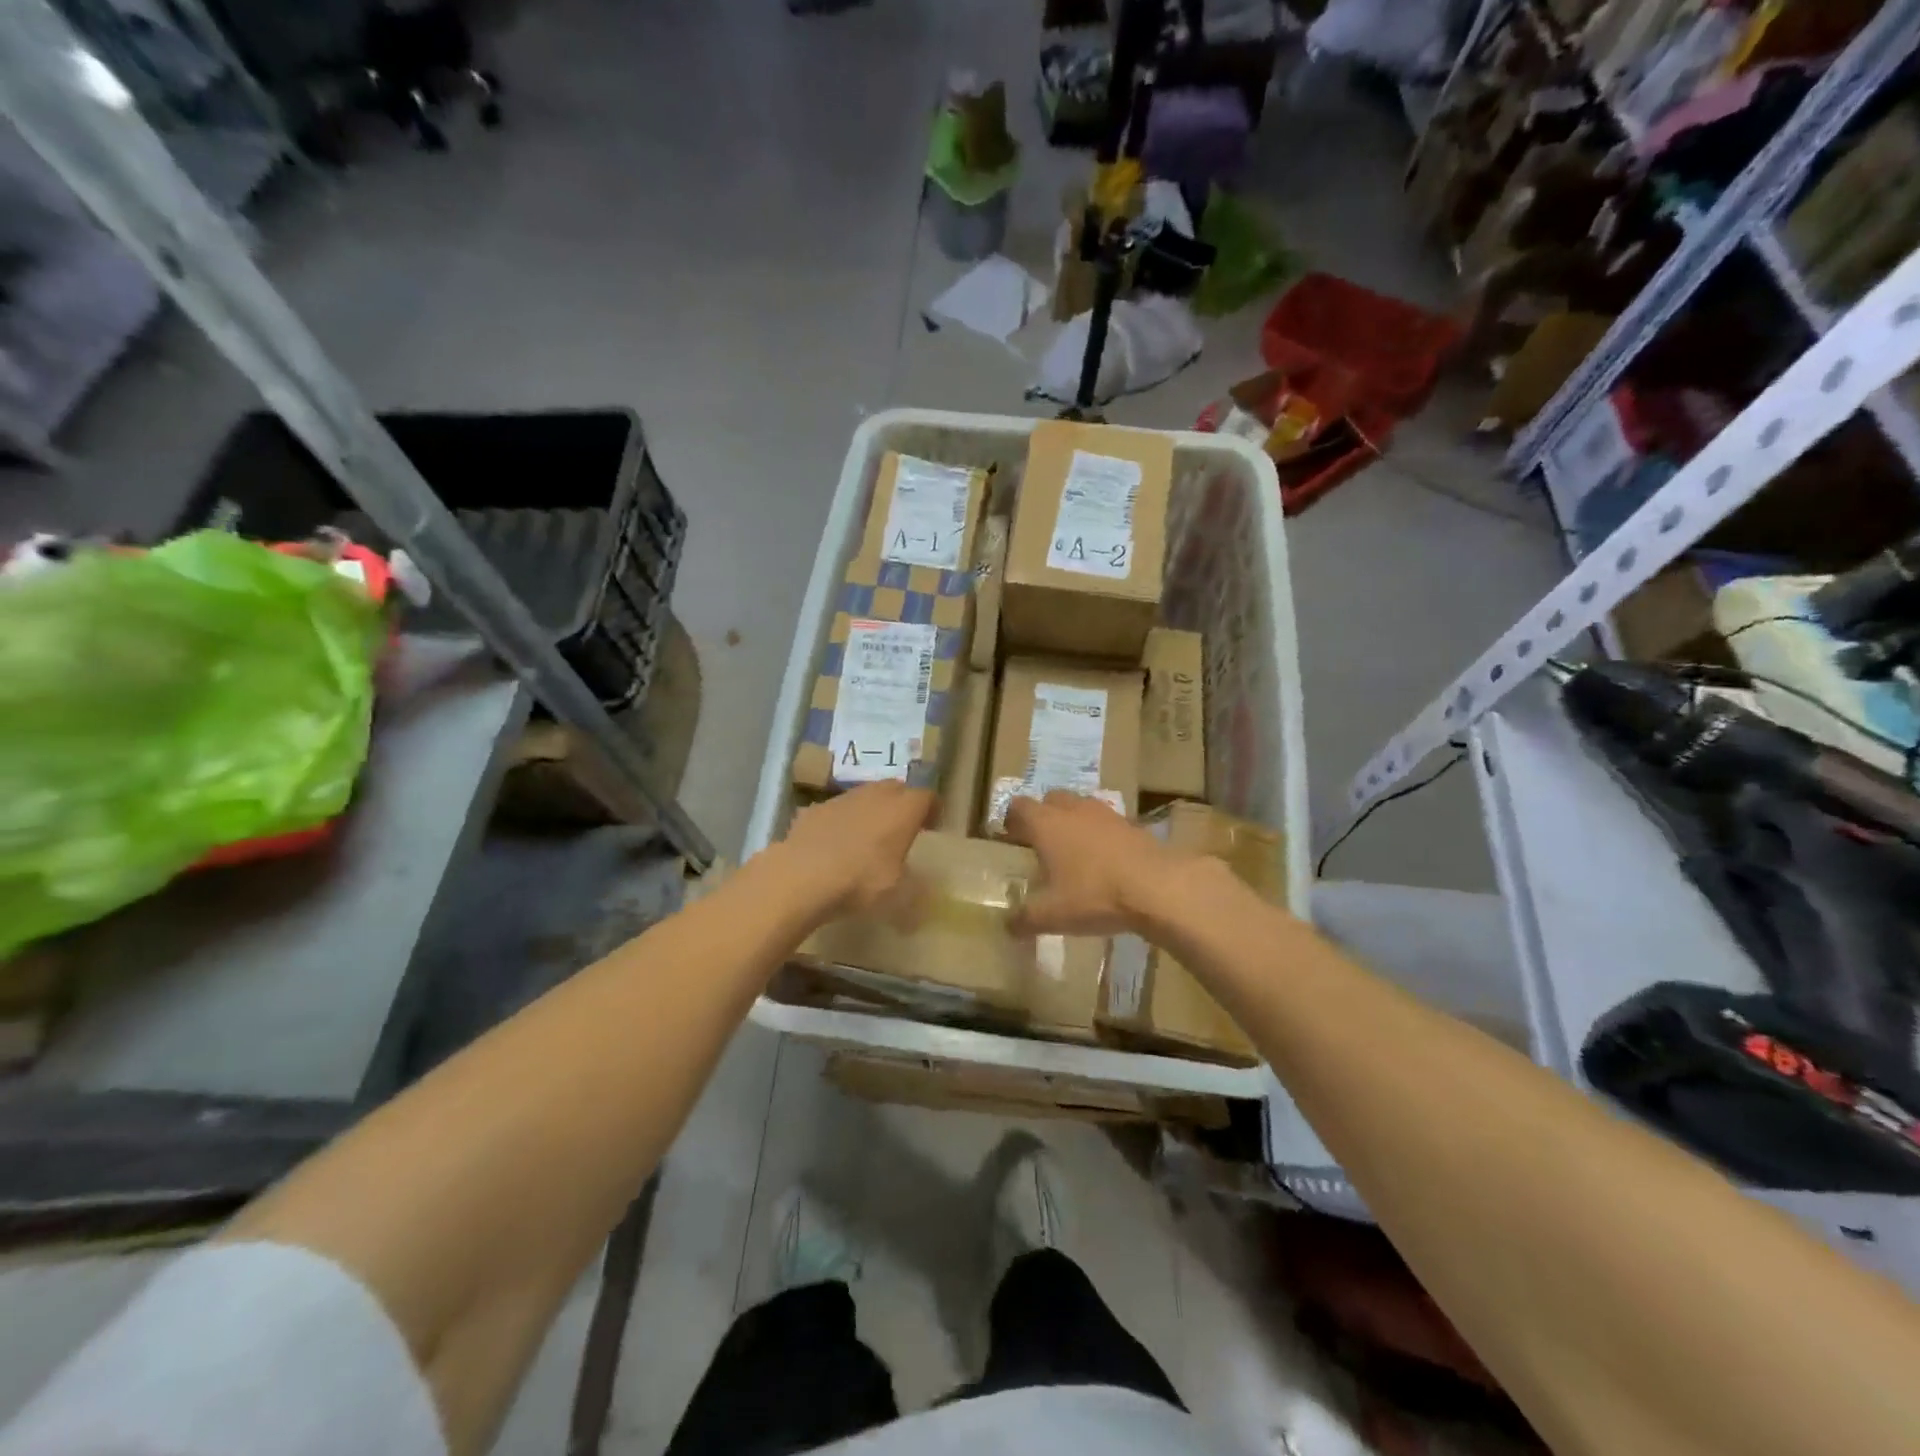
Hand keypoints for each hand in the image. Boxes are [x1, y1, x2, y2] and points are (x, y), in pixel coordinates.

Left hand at [778, 781, 935, 917]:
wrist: (802, 875)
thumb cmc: (860, 880)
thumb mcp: (897, 895)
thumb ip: (914, 892)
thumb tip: (919, 904)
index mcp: (903, 810)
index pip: (926, 796)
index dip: (932, 808)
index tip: (932, 825)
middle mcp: (875, 795)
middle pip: (896, 788)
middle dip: (902, 803)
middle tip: (903, 827)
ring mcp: (842, 799)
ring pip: (865, 795)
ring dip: (872, 809)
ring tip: (869, 835)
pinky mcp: (815, 809)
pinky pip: (837, 809)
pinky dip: (842, 820)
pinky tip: (835, 843)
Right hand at [1002, 791, 1188, 935]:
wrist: (1156, 887)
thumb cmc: (1093, 895)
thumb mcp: (1052, 915)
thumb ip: (1024, 920)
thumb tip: (1008, 926)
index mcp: (1046, 824)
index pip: (1018, 806)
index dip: (1011, 820)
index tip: (1010, 838)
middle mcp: (1072, 809)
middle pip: (1050, 799)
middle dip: (1042, 816)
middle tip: (1040, 844)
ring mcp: (1104, 813)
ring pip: (1080, 807)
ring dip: (1072, 822)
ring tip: (1073, 851)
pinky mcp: (1131, 823)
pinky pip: (1105, 822)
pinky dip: (1098, 834)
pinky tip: (1103, 860)